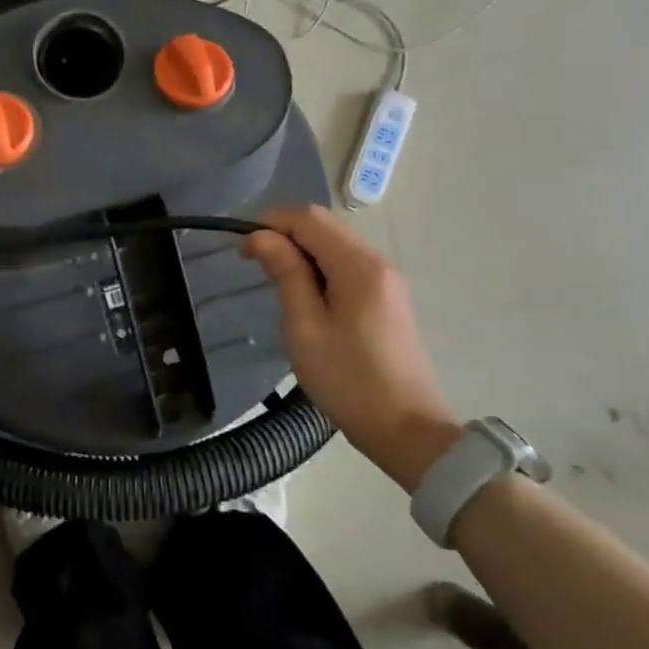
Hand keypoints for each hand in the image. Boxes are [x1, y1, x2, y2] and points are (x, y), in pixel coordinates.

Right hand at [243, 205, 460, 491]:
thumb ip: (286, 274)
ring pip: (335, 244)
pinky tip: (304, 295)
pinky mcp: (388, 297)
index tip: (242, 250)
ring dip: (301, 251)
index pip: (309, 218)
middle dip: (285, 234)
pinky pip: (347, 265)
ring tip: (274, 281)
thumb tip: (261, 236)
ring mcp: (387, 280)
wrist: (406, 429)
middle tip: (253, 264)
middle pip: (325, 226)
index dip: (270, 223)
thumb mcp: (305, 327)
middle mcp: (377, 262)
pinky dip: (320, 267)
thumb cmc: (348, 380)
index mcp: (358, 266)